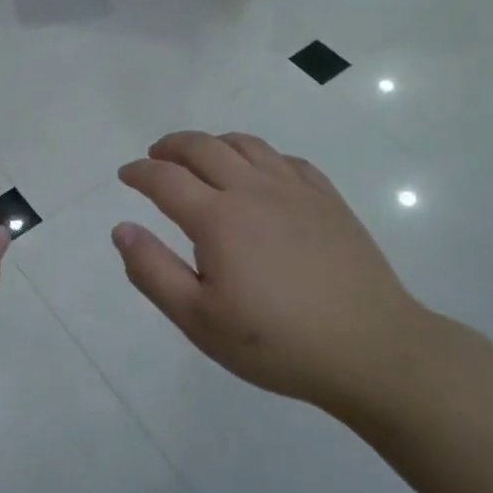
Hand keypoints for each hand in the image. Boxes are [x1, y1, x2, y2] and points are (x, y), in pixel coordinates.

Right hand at [113, 131, 433, 424]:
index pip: (165, 178)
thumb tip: (122, 229)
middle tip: (156, 156)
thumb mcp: (199, 320)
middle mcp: (253, 189)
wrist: (370, 349)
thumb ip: (153, 271)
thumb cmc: (276, 342)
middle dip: (171, 146)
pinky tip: (259, 174)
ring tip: (201, 158)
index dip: (139, 172)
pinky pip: (286, 159)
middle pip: (203, 147)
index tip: (125, 174)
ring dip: (213, 143)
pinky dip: (259, 155)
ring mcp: (295, 190)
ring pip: (246, 144)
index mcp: (217, 218)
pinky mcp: (328, 199)